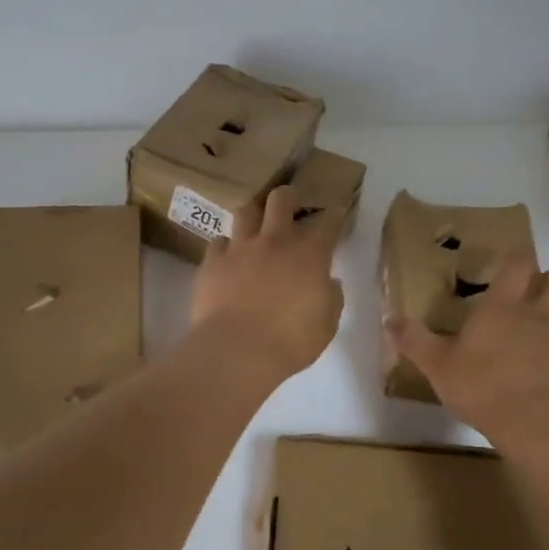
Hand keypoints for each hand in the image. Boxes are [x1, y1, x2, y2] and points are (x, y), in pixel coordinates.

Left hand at [190, 185, 344, 381]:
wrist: (236, 351)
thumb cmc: (291, 341)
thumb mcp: (327, 324)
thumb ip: (331, 297)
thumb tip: (329, 282)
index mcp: (309, 252)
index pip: (328, 221)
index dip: (334, 218)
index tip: (336, 220)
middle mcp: (275, 239)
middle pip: (281, 198)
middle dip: (290, 198)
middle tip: (292, 209)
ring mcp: (240, 248)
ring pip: (246, 211)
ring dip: (255, 216)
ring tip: (257, 228)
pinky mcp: (212, 262)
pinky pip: (219, 242)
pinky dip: (227, 247)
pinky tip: (230, 258)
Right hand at [385, 249, 548, 445]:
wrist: (540, 426)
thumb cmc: (483, 387)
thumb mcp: (437, 366)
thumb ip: (415, 341)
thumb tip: (389, 319)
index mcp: (502, 307)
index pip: (517, 264)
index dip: (515, 256)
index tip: (509, 257)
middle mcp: (538, 316)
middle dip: (545, 280)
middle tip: (529, 292)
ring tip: (533, 343)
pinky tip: (544, 381)